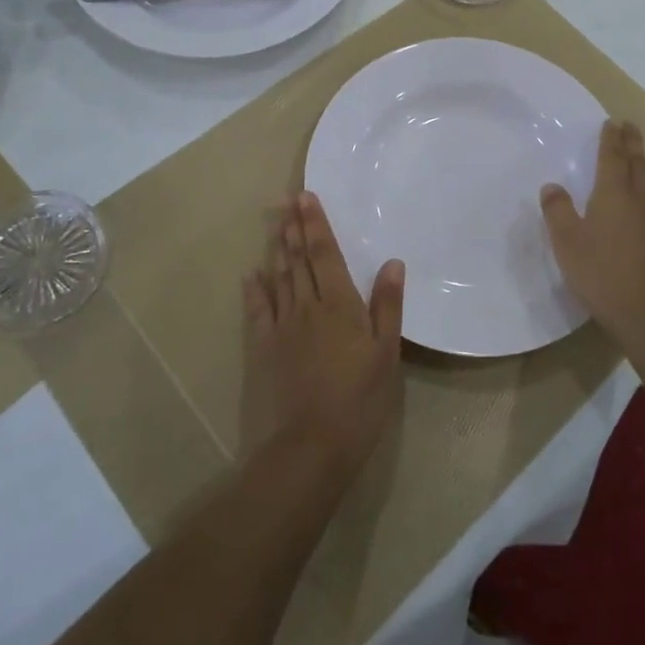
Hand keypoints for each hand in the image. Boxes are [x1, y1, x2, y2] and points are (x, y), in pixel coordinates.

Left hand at [242, 193, 405, 481]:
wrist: (310, 446)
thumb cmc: (359, 400)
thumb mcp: (386, 354)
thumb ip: (387, 306)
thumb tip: (392, 262)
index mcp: (340, 304)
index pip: (326, 254)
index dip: (316, 225)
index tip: (306, 198)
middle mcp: (308, 306)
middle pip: (300, 260)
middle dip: (294, 228)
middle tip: (287, 201)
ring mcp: (283, 327)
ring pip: (280, 279)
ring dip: (278, 250)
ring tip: (276, 225)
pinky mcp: (265, 349)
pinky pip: (259, 311)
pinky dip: (256, 290)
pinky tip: (252, 276)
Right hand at [541, 119, 644, 338]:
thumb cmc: (603, 275)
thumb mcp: (568, 244)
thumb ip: (558, 212)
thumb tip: (552, 186)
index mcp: (615, 194)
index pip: (613, 157)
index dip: (612, 138)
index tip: (613, 122)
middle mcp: (644, 199)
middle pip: (639, 164)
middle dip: (633, 144)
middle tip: (630, 128)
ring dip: (644, 170)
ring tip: (638, 164)